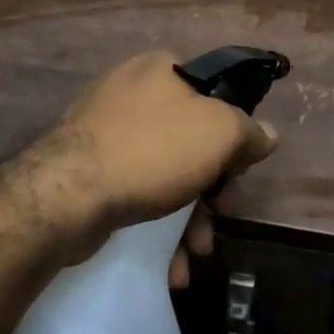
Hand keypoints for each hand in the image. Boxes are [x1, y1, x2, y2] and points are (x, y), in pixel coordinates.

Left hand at [40, 50, 277, 284]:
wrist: (66, 196)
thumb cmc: (152, 151)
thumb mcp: (220, 133)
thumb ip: (250, 133)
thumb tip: (266, 135)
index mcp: (161, 69)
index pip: (214, 92)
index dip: (234, 131)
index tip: (240, 168)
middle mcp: (131, 92)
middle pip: (191, 139)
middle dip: (213, 187)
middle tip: (223, 215)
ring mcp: (105, 132)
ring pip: (165, 172)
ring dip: (189, 217)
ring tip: (196, 252)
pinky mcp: (88, 171)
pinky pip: (136, 192)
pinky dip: (157, 225)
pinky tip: (170, 264)